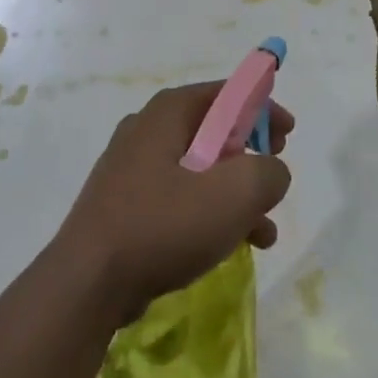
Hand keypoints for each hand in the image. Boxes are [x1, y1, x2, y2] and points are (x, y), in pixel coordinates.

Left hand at [55, 83, 292, 321]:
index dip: (264, 109)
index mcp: (169, 112)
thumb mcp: (235, 194)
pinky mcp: (126, 205)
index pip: (227, 93)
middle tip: (274, 175)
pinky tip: (233, 246)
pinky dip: (209, 213)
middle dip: (252, 156)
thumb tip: (271, 171)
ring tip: (263, 231)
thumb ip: (268, 173)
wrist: (88, 283)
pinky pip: (179, 198)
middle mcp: (147, 130)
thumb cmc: (164, 225)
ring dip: (236, 194)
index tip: (288, 136)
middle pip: (214, 131)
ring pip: (200, 170)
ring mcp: (131, 169)